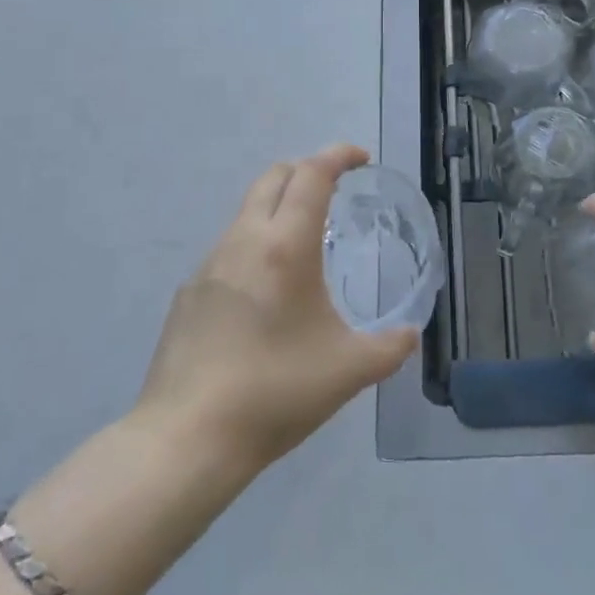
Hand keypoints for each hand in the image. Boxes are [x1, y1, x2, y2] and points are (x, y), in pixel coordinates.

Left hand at [132, 144, 418, 473]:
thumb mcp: (349, 371)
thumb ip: (390, 347)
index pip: (312, 174)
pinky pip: (228, 249)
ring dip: (278, 208)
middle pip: (274, 177)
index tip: (360, 158)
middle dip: (307, 170)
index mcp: (286, 246)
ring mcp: (209, 265)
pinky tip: (265, 294)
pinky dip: (255, 246)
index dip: (338, 155)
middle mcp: (244, 241)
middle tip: (335, 190)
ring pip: (247, 212)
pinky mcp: (188, 294)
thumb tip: (409, 334)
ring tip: (305, 245)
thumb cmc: (275, 392)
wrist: (185, 439)